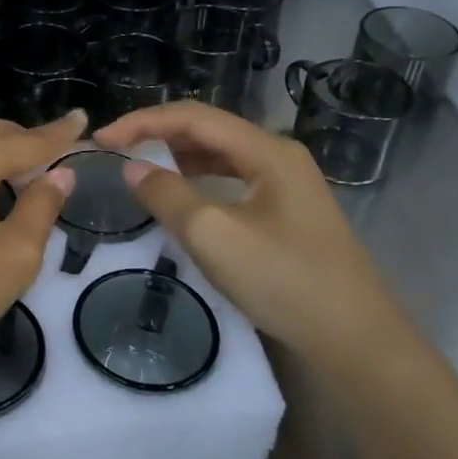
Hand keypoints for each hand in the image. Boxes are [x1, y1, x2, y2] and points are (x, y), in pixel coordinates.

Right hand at [93, 102, 408, 373]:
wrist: (356, 341)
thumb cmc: (284, 280)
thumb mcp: (214, 236)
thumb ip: (167, 195)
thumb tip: (132, 168)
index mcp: (267, 150)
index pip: (194, 117)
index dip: (143, 122)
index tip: (102, 139)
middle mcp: (279, 156)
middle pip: (208, 131)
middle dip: (158, 135)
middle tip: (114, 151)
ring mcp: (287, 186)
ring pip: (220, 157)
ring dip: (177, 158)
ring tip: (137, 169)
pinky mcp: (287, 213)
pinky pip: (232, 182)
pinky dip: (198, 182)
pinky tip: (179, 197)